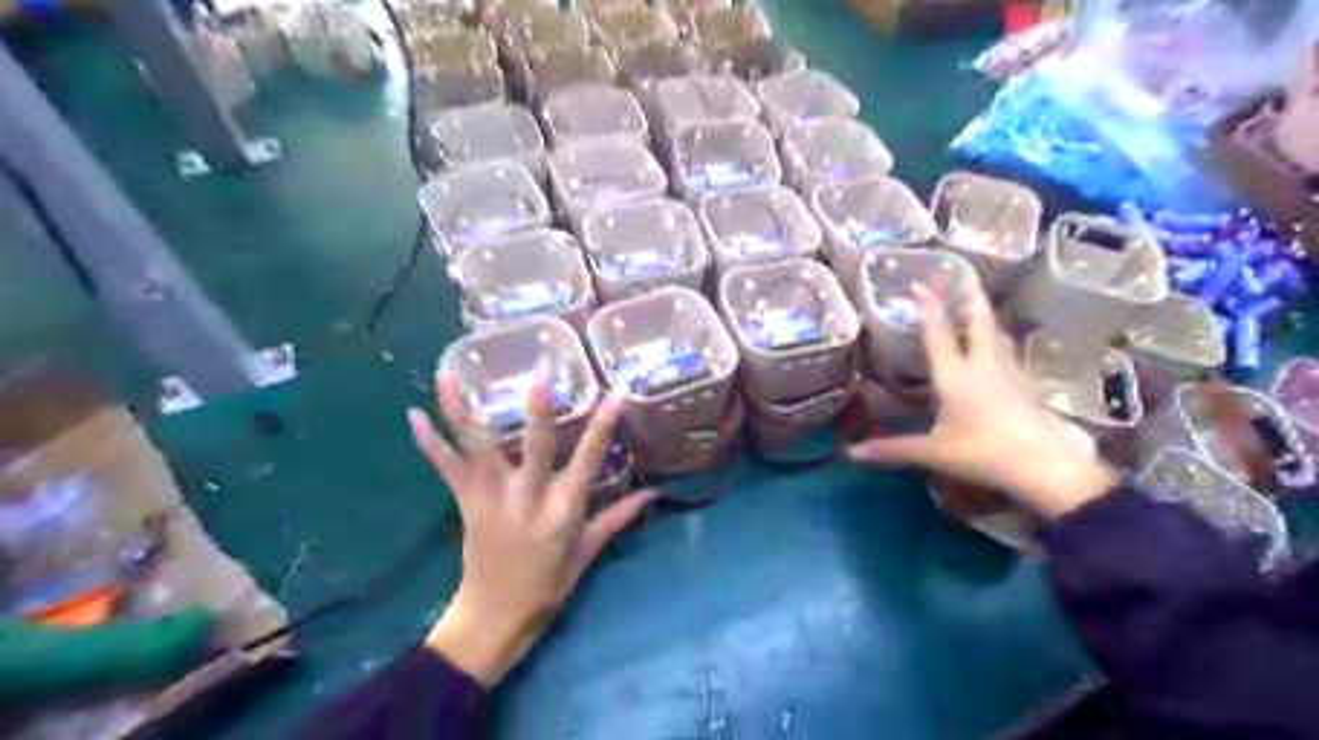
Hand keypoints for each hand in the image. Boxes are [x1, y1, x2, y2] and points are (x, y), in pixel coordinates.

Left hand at [408, 372, 653, 683]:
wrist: (495, 618)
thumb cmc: (547, 586)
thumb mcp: (588, 552)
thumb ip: (618, 517)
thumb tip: (653, 493)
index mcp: (564, 509)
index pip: (590, 459)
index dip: (603, 426)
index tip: (615, 394)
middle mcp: (529, 498)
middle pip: (535, 447)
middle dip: (538, 410)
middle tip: (540, 373)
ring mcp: (492, 499)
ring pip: (478, 449)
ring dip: (462, 412)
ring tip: (448, 375)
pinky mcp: (465, 504)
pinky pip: (446, 469)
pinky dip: (429, 443)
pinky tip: (414, 415)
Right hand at [850, 279, 1116, 515]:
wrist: (1045, 467)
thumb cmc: (984, 453)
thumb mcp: (934, 453)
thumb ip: (894, 449)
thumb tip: (852, 452)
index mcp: (955, 376)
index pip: (939, 334)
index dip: (928, 307)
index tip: (920, 283)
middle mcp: (982, 366)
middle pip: (977, 322)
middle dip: (967, 296)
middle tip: (962, 275)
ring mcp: (1008, 374)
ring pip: (995, 335)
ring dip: (983, 315)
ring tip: (975, 303)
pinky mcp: (1025, 386)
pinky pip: (1006, 352)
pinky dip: (996, 340)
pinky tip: (996, 348)